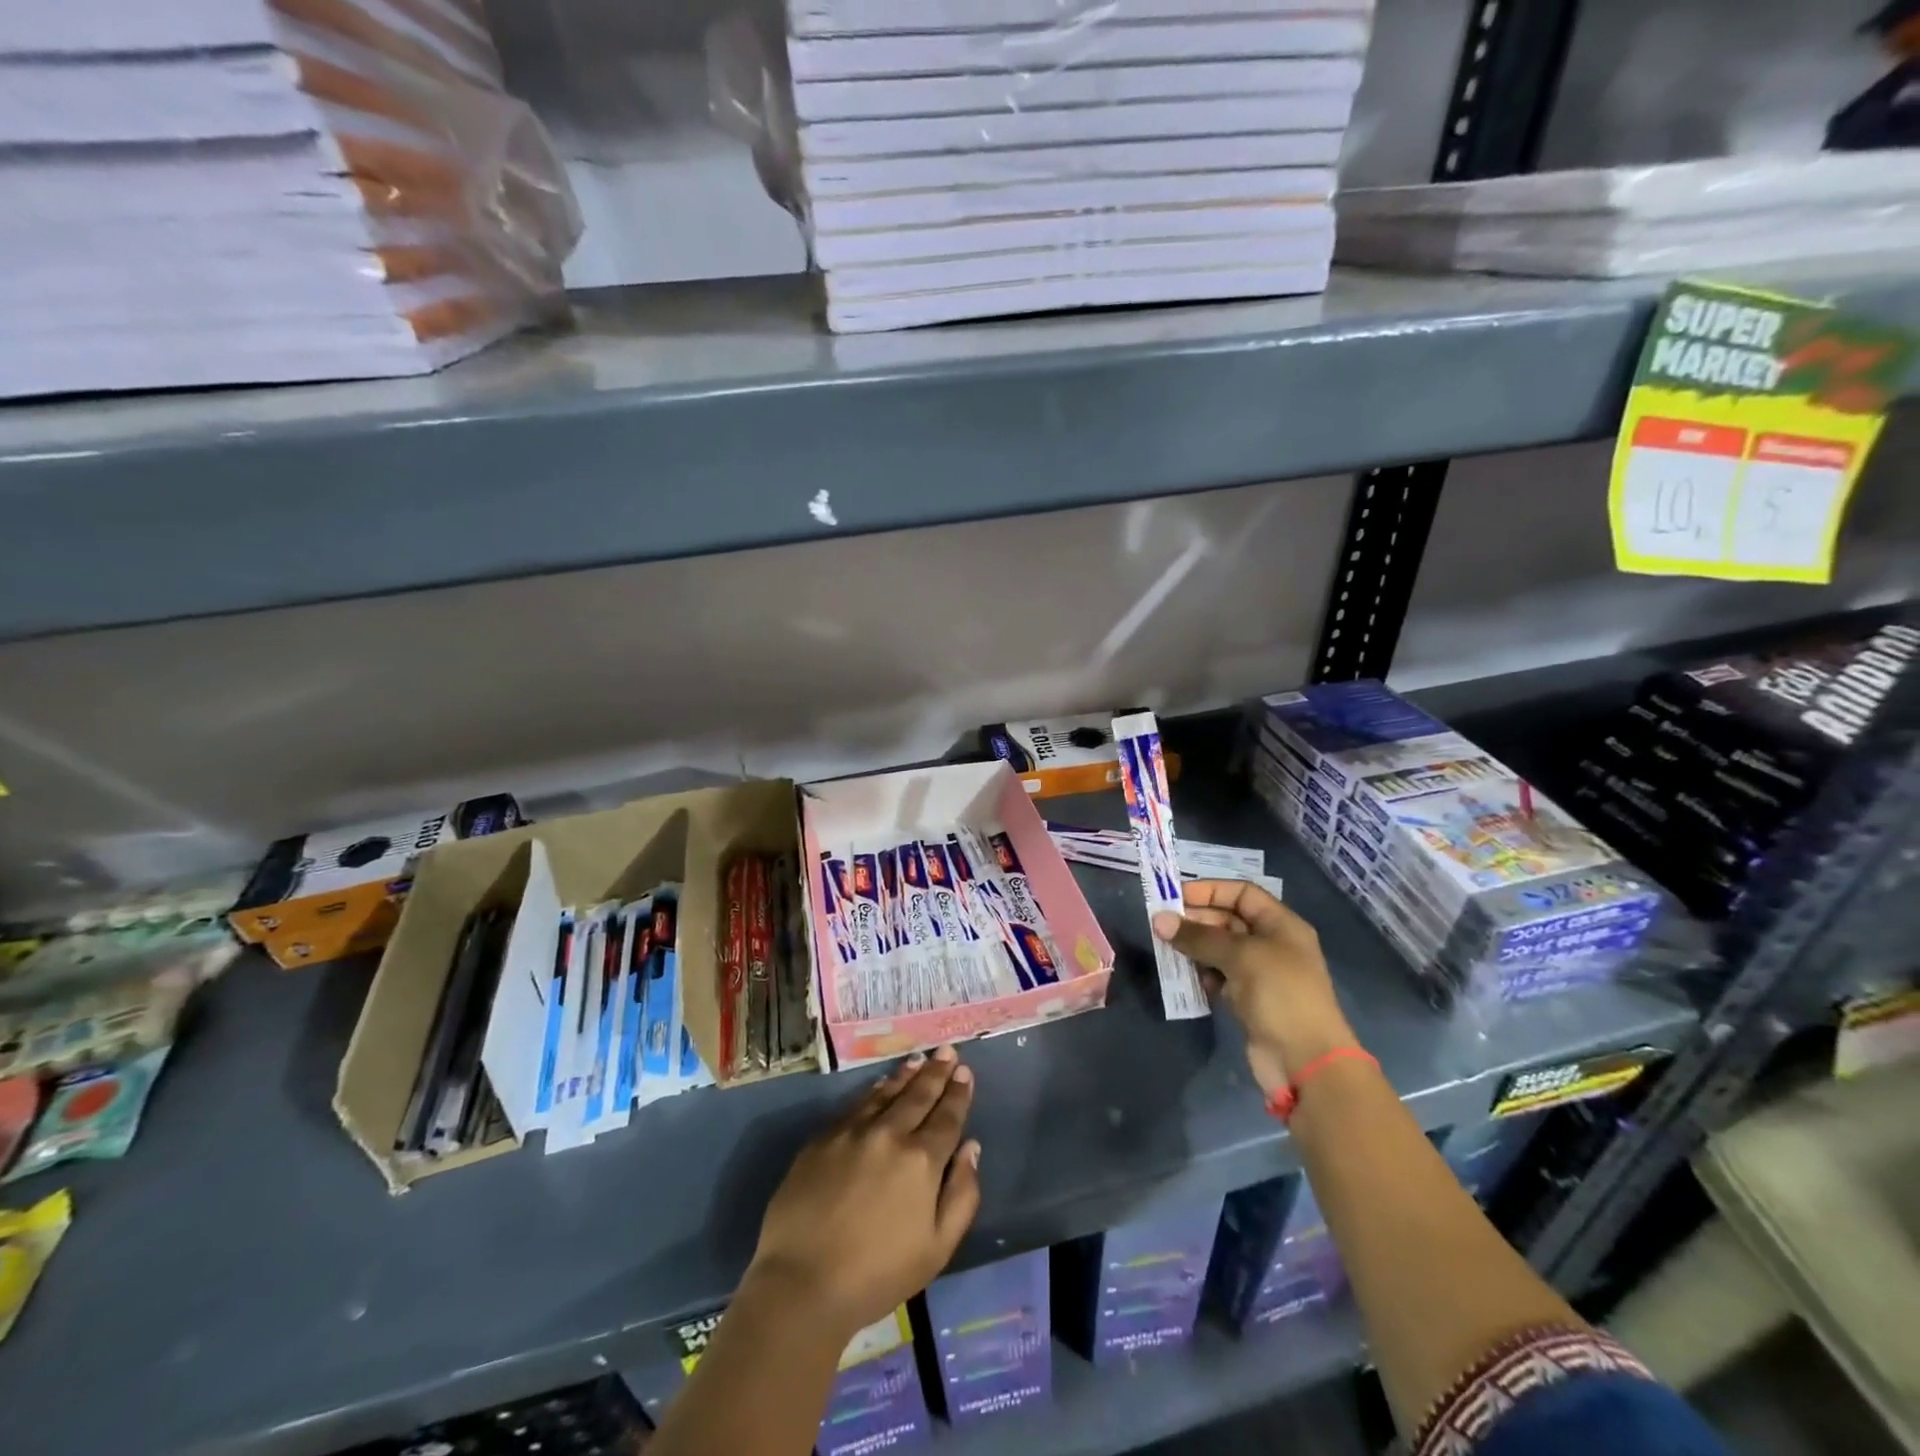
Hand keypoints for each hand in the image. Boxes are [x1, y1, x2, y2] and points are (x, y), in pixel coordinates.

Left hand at [747, 1047, 981, 1340]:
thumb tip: (971, 1148)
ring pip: (886, 1093)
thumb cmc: (878, 1275)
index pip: (947, 1116)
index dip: (959, 1093)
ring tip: (918, 1060)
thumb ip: (962, 1195)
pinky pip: (856, 1104)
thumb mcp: (937, 1248)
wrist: (803, 1283)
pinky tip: (880, 1085)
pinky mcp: (823, 1138)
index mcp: (921, 1160)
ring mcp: (852, 1131)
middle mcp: (889, 1134)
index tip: (965, 1072)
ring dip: (906, 1075)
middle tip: (947, 1051)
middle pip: (918, 1095)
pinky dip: (874, 1091)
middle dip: (936, 1072)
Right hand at [1153, 880, 1358, 1095]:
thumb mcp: (1240, 957)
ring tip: (1168, 950)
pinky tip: (1188, 979)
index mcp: (1281, 925)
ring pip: (1219, 949)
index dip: (1210, 891)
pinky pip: (1219, 976)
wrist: (1306, 1062)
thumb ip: (1198, 936)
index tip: (1176, 897)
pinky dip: (1202, 974)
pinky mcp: (1248, 999)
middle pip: (1228, 919)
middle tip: (1162, 926)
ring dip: (1194, 948)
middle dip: (1196, 920)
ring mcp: (1260, 973)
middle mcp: (1271, 944)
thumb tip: (1159, 920)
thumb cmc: (1281, 995)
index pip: (1242, 893)